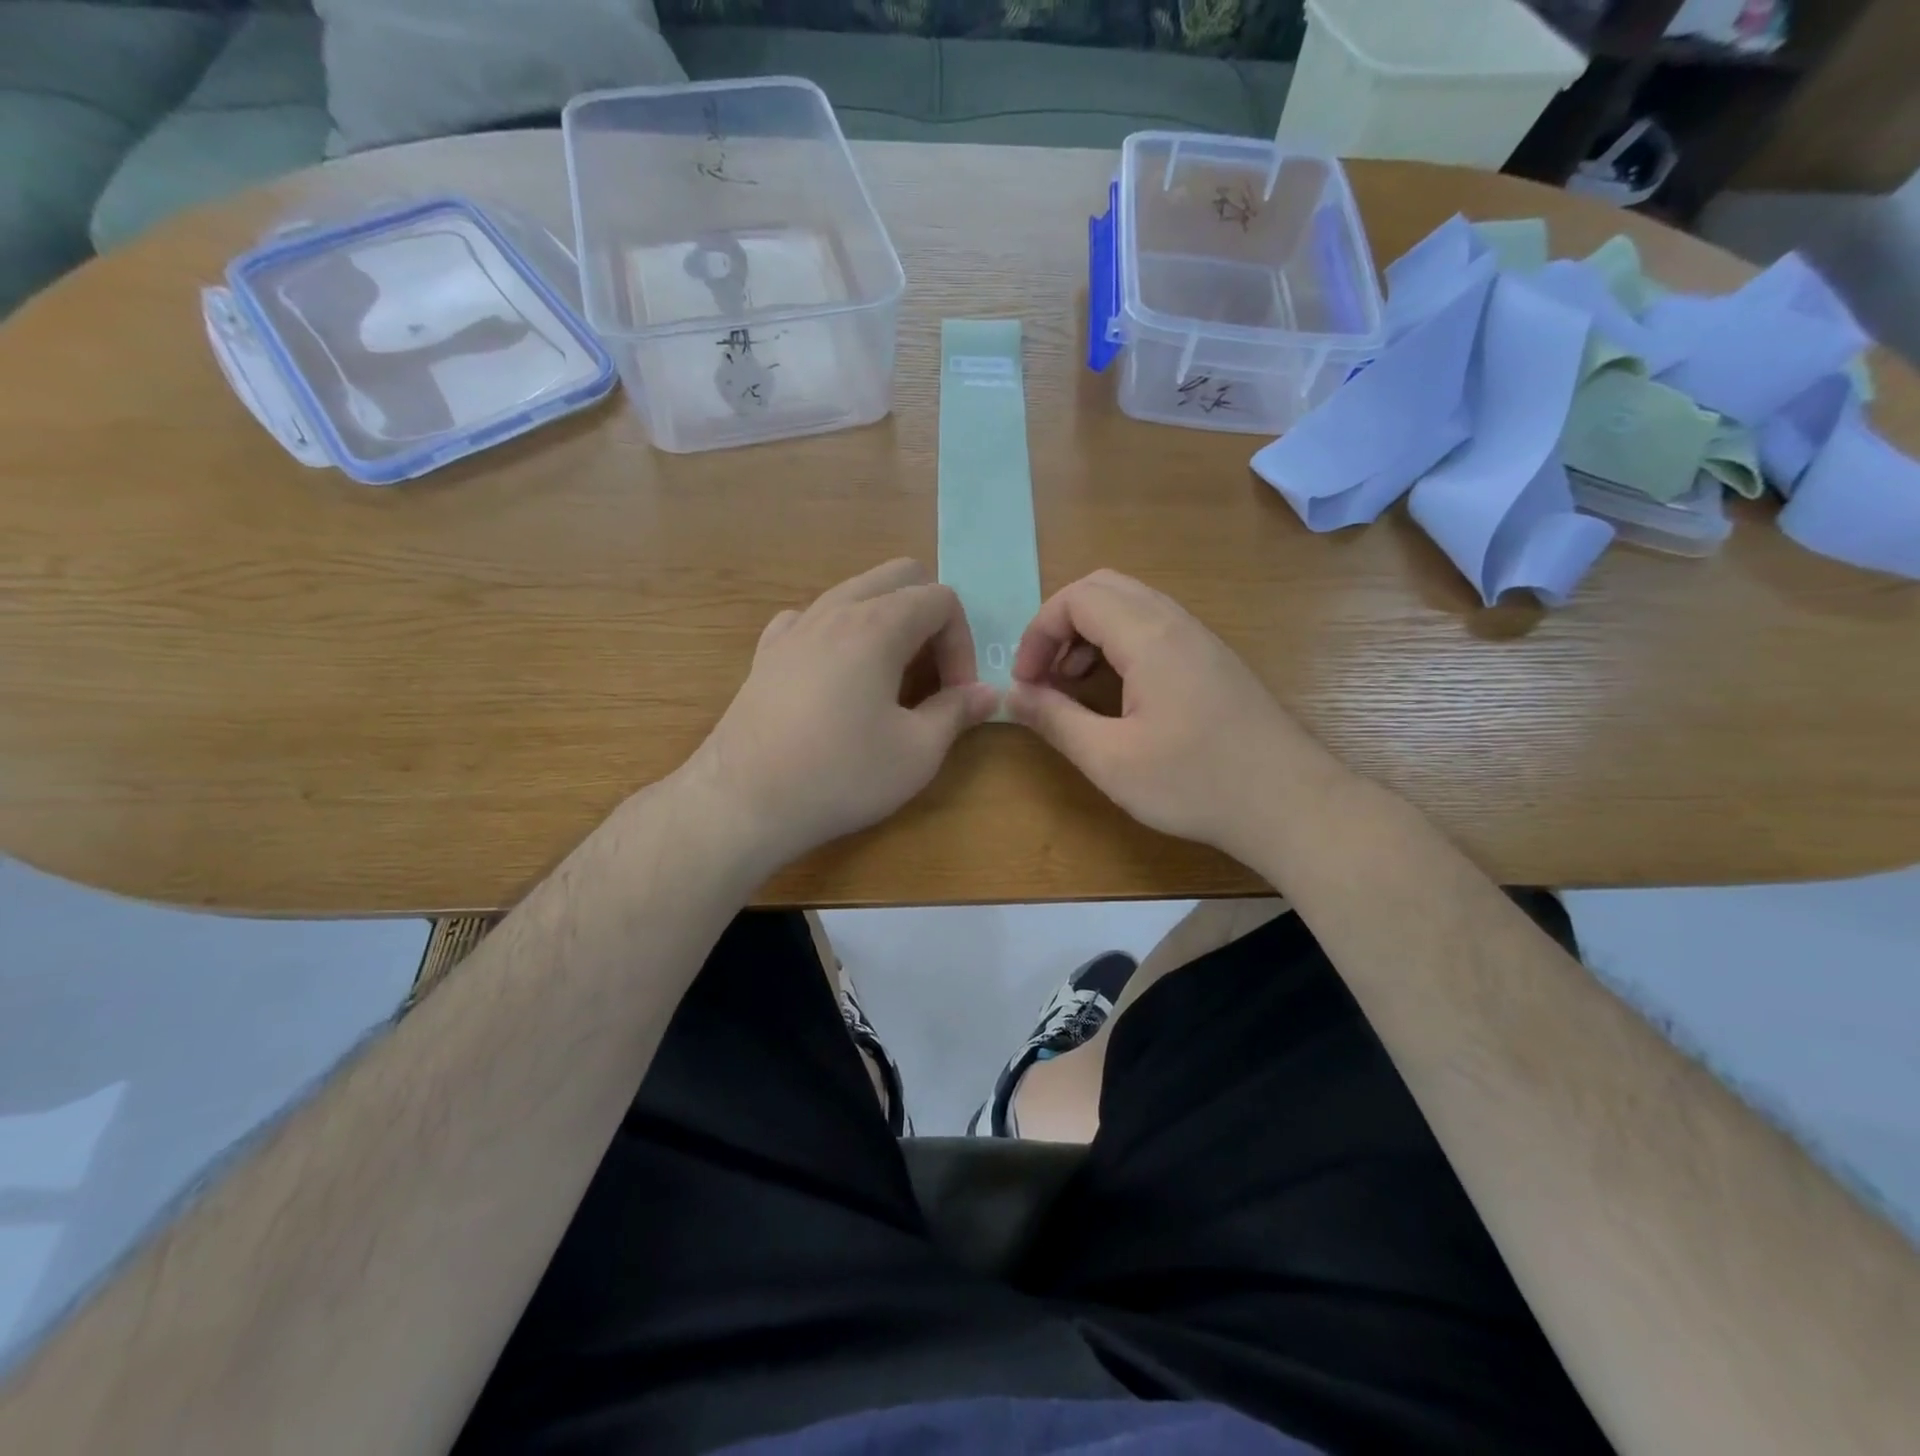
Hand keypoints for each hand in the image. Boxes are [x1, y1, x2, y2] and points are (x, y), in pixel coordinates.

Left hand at [690, 559, 999, 871]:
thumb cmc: (841, 774)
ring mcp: (795, 627)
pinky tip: (837, 676)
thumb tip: (987, 693)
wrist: (744, 801)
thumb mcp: (917, 752)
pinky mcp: (767, 652)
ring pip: (854, 593)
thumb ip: (957, 712)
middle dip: (929, 617)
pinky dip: (838, 634)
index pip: (941, 599)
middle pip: (899, 577)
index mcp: (877, 624)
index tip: (957, 694)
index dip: (962, 643)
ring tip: (889, 678)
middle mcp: (835, 610)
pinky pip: (812, 619)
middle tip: (930, 674)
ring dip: (886, 623)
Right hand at [1006, 570, 1332, 864]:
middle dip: (1061, 625)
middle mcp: (1176, 623)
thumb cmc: (1194, 783)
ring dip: (1090, 634)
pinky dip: (1120, 644)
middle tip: (1045, 675)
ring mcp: (1201, 639)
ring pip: (1131, 605)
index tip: (1025, 683)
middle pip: (1103, 588)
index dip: (1038, 633)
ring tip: (1073, 684)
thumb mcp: (1110, 759)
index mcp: (1150, 637)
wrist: (1290, 804)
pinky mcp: (1214, 660)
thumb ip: (1055, 720)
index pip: (1077, 598)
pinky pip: (1155, 628)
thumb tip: (1012, 696)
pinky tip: (1117, 693)